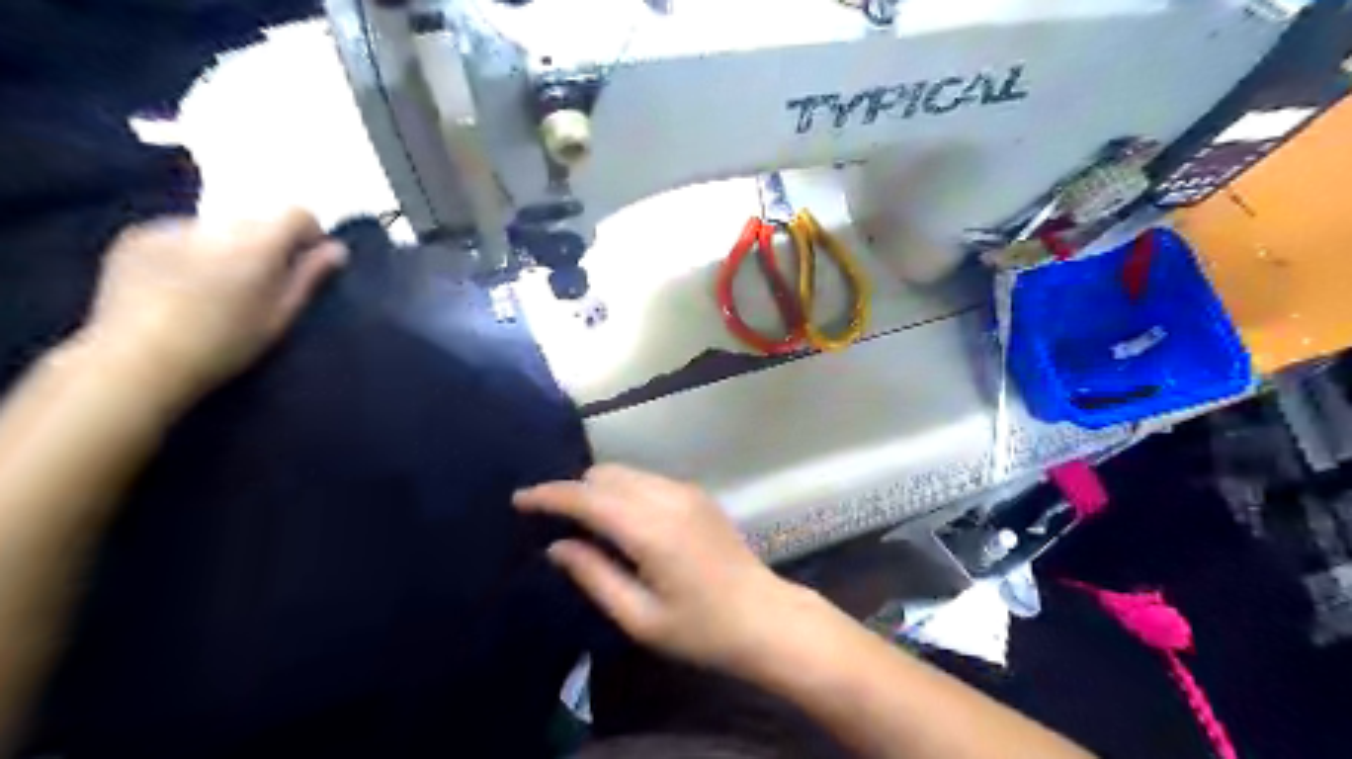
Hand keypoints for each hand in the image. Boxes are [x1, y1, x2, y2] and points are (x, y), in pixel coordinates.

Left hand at [80, 206, 343, 404]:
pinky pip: (180, 235)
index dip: (308, 234)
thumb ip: (309, 278)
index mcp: (257, 245)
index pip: (296, 213)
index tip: (307, 262)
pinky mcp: (136, 238)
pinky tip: (181, 288)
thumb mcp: (280, 317)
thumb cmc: (224, 345)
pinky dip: (190, 253)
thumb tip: (337, 249)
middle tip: (262, 284)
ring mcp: (171, 228)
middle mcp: (217, 226)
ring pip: (219, 229)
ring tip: (216, 289)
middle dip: (266, 244)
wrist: (137, 360)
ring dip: (227, 248)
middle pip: (257, 221)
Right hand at [515, 464, 818, 673]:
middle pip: (604, 474)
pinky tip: (620, 519)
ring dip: (598, 488)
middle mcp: (667, 497)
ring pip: (625, 472)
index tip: (519, 499)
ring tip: (583, 520)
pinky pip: (646, 479)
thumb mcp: (640, 617)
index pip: (587, 497)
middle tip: (552, 520)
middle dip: (573, 491)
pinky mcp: (697, 493)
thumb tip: (557, 546)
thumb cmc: (701, 629)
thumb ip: (594, 575)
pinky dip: (623, 489)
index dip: (549, 495)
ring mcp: (686, 490)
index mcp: (650, 529)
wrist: (764, 616)